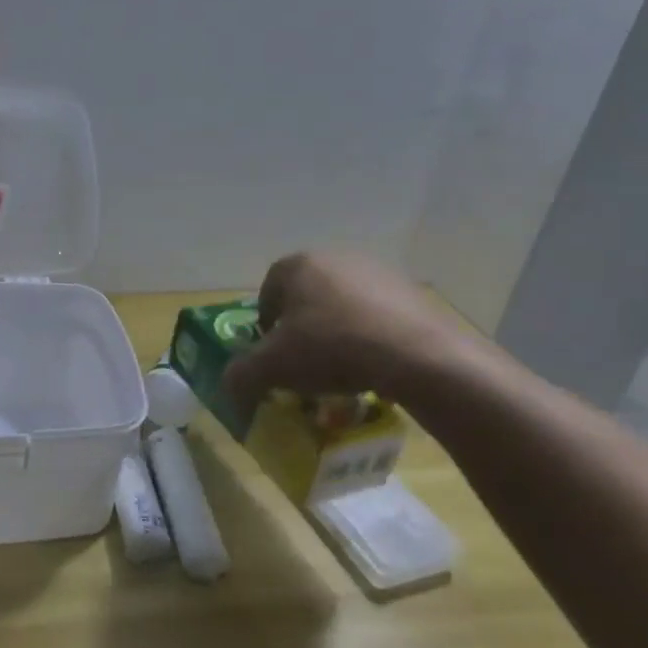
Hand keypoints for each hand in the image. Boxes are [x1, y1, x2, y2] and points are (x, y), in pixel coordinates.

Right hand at [223, 253, 468, 409]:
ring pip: (342, 304)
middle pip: (306, 296)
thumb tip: (230, 389)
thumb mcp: (272, 368)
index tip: (273, 355)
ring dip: (336, 330)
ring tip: (342, 367)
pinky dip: (369, 335)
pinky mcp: (412, 291)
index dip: (265, 326)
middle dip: (301, 326)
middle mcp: (335, 258)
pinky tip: (374, 363)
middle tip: (304, 362)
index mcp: (297, 265)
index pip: (268, 292)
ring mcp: (378, 271)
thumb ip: (240, 376)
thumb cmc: (332, 349)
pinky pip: (377, 314)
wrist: (417, 356)